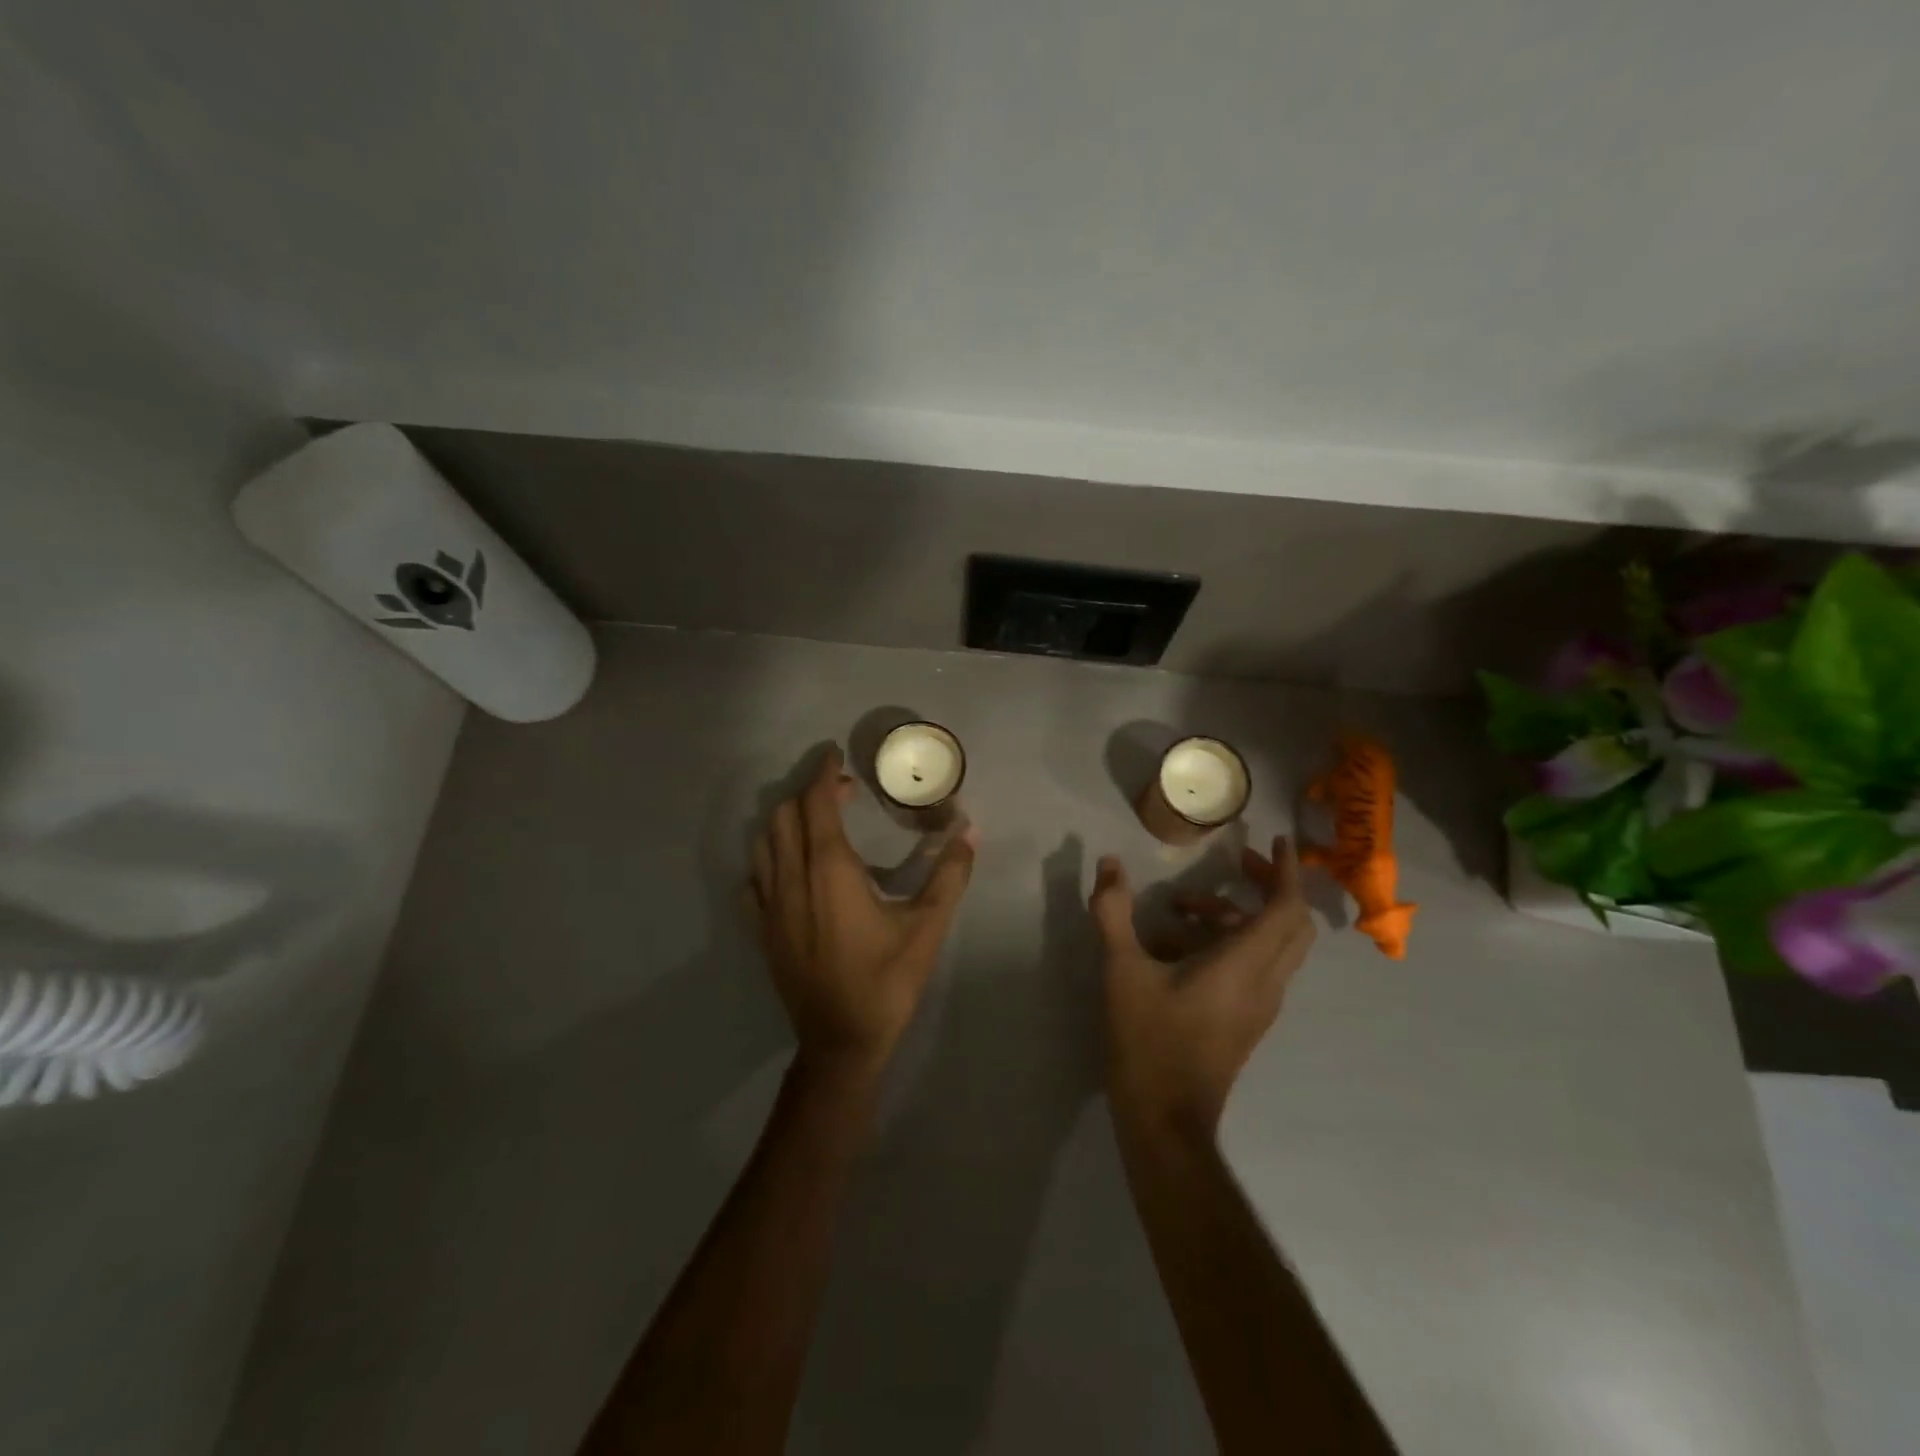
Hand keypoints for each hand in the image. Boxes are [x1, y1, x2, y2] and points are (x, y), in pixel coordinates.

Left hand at [750, 746, 976, 1085]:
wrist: (841, 1042)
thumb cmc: (887, 982)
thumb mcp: (927, 927)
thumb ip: (950, 875)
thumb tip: (969, 831)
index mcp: (829, 871)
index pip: (816, 804)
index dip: (823, 774)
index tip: (836, 755)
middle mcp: (791, 880)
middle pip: (785, 816)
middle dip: (810, 793)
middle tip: (842, 792)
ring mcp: (770, 906)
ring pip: (763, 843)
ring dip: (787, 821)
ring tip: (818, 822)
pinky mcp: (762, 930)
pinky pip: (754, 879)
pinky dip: (769, 859)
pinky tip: (791, 869)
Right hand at [1090, 837, 1314, 1140]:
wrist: (1165, 1122)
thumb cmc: (1148, 1042)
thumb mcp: (1121, 971)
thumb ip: (1114, 912)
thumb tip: (1108, 864)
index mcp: (1243, 966)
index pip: (1286, 908)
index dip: (1286, 870)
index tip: (1276, 840)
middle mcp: (1264, 983)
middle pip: (1291, 925)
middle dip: (1270, 887)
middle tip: (1236, 865)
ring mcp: (1259, 1007)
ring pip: (1271, 947)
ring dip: (1235, 916)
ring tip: (1179, 909)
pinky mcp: (1245, 1022)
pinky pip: (1254, 968)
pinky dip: (1228, 944)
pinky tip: (1173, 948)